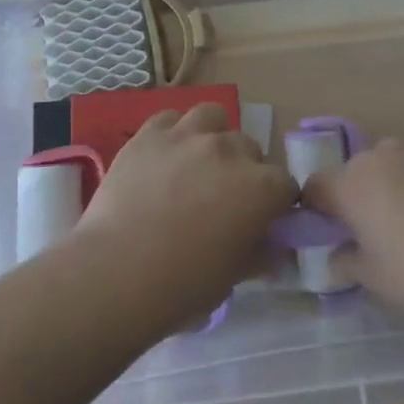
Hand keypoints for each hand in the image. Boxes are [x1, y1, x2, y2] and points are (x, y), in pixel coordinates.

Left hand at [73, 104, 296, 326]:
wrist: (117, 272)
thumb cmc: (182, 286)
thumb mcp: (231, 279)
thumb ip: (257, 254)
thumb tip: (270, 247)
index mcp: (260, 188)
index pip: (285, 185)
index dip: (275, 204)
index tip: (260, 220)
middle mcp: (230, 150)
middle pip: (250, 148)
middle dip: (244, 170)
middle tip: (223, 198)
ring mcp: (188, 135)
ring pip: (213, 117)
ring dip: (213, 136)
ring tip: (197, 162)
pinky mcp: (150, 133)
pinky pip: (170, 118)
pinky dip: (173, 132)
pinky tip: (164, 156)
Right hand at [302, 136, 403, 325]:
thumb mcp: (376, 281)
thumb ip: (347, 263)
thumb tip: (335, 257)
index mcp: (351, 183)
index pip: (317, 187)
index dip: (319, 209)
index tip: (333, 233)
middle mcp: (382, 154)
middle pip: (360, 172)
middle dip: (364, 196)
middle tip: (381, 234)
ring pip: (399, 165)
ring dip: (400, 186)